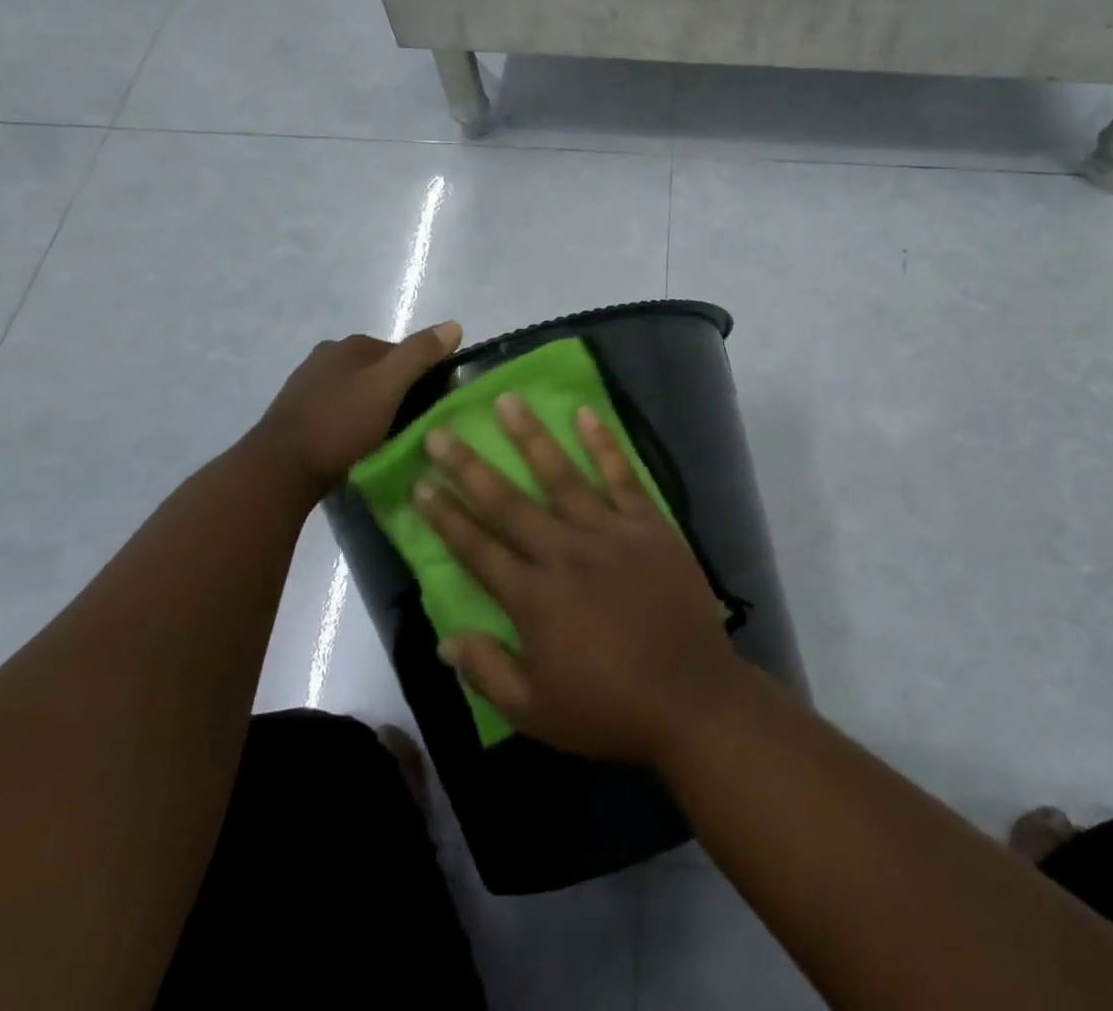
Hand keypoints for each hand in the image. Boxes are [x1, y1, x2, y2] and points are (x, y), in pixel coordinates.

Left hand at [251, 321, 462, 498]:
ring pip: (359, 390)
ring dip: (376, 407)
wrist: (278, 470)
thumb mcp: (388, 387)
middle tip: (414, 424)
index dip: (425, 375)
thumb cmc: (339, 424)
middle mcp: (327, 356)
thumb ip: (420, 354)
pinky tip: (358, 442)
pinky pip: (339, 409)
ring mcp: (308, 384)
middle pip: (380, 370)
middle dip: (399, 391)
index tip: (436, 403)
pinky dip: (354, 420)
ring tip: (388, 436)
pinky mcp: (297, 413)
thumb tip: (454, 325)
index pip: (404, 351)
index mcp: (350, 345)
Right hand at [413, 394, 750, 765]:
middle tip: (440, 432)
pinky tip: (585, 413)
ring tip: (507, 400)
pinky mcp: (648, 524)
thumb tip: (444, 639)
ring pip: (561, 475)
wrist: (692, 696)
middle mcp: (564, 553)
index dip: (445, 516)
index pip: (477, 548)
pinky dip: (603, 444)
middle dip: (469, 466)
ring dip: (530, 437)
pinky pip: (622, 476)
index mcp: (533, 598)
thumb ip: (487, 671)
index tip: (420, 484)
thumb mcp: (536, 711)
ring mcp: (609, 532)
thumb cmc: (610, 709)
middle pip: (508, 502)